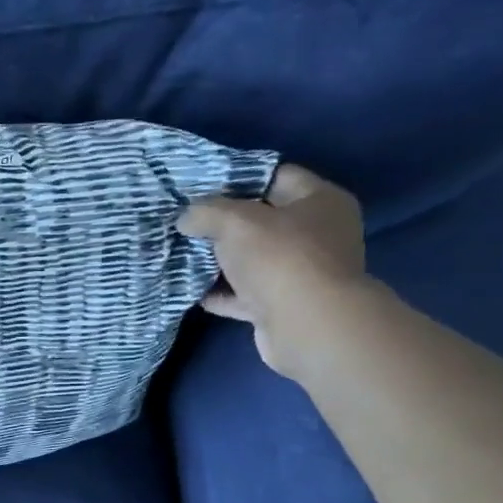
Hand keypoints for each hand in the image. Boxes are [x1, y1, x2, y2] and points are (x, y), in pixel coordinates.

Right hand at [177, 164, 369, 379]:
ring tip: (182, 253)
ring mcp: (302, 272)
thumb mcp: (234, 221)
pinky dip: (222, 292)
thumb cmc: (279, 258)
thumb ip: (205, 212)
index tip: (201, 185)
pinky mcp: (285, 305)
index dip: (238, 178)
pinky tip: (192, 289)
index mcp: (320, 201)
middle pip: (263, 220)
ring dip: (220, 260)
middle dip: (223, 222)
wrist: (307, 326)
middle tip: (186, 220)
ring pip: (253, 259)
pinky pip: (246, 293)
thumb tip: (186, 217)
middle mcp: (318, 234)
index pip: (276, 176)